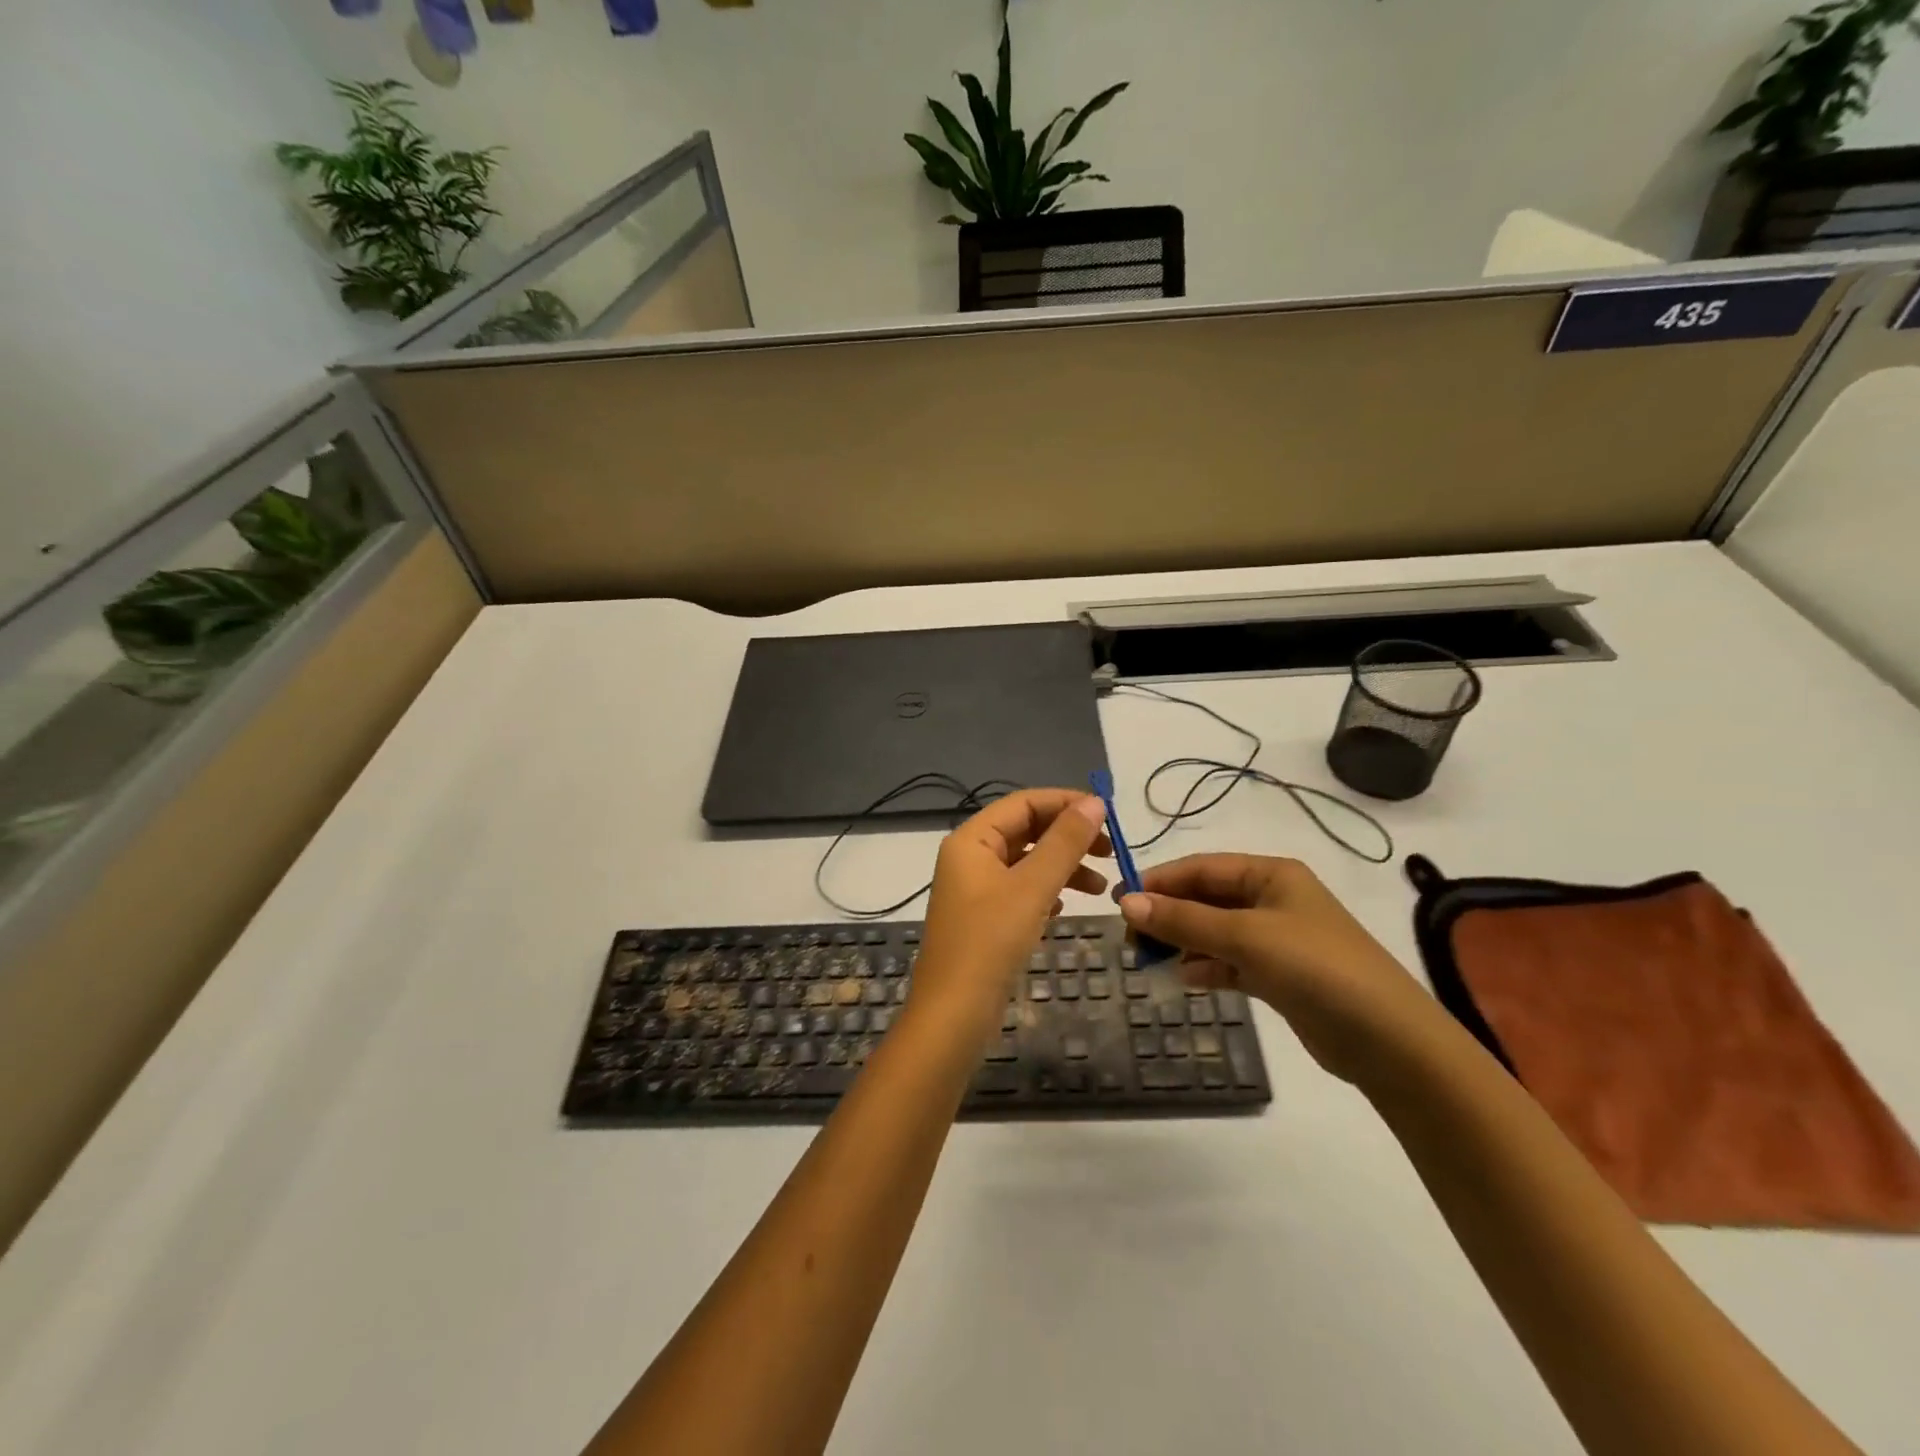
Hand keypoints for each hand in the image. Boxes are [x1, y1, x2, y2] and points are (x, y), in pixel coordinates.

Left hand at [911, 790, 1110, 1037]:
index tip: (1108, 815)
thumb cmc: (990, 942)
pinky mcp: (984, 919)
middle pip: (1025, 830)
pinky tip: (1067, 906)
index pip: (1023, 803)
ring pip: (1026, 862)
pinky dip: (1047, 891)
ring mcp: (975, 890)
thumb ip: (1065, 843)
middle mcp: (969, 857)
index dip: (1065, 803)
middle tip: (1110, 852)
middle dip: (1068, 837)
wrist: (953, 1015)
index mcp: (971, 840)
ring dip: (1063, 867)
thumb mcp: (1032, 887)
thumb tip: (1095, 803)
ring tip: (1101, 888)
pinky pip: (1021, 891)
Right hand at [1119, 854, 1444, 1085]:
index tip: (1120, 901)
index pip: (1202, 868)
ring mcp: (1278, 939)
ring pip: (1215, 931)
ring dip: (1184, 942)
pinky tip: (1185, 978)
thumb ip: (1184, 920)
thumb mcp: (1245, 937)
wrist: (1388, 1041)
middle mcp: (1273, 900)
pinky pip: (1230, 961)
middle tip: (1130, 938)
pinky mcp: (1280, 975)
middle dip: (1169, 914)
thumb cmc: (1315, 968)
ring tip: (1149, 959)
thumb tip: (1125, 903)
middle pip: (1206, 899)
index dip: (1160, 881)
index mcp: (1271, 875)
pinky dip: (1206, 966)